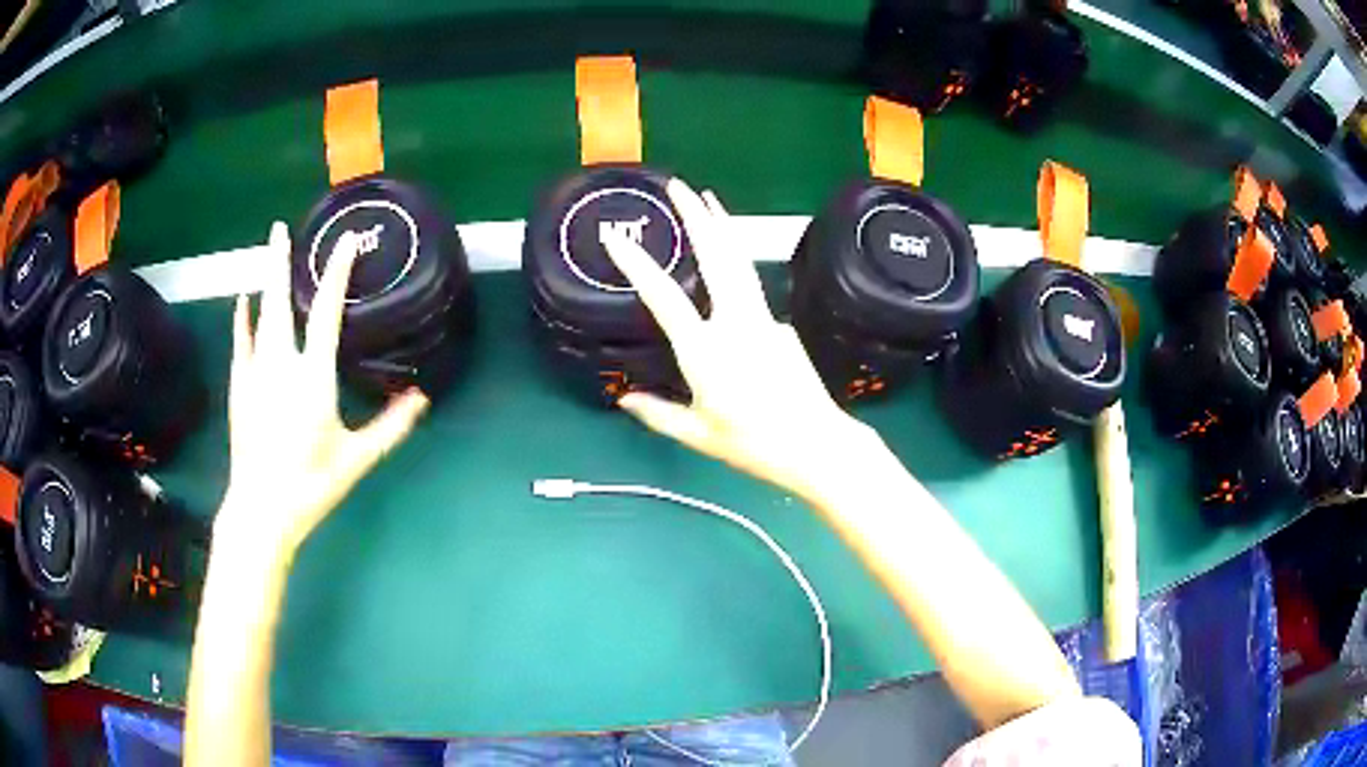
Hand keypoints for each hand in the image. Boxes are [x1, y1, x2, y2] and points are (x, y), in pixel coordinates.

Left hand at [216, 222, 429, 559]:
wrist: (261, 510)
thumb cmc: (311, 485)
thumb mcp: (356, 459)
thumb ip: (390, 427)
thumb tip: (422, 398)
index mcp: (313, 378)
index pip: (327, 313)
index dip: (337, 274)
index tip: (346, 242)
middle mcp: (281, 365)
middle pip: (280, 301)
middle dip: (280, 260)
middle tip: (281, 227)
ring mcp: (255, 373)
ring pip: (259, 315)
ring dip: (263, 280)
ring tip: (268, 251)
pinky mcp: (239, 386)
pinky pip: (240, 341)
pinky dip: (242, 318)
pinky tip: (242, 300)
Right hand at [602, 179, 874, 500]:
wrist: (817, 445)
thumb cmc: (753, 445)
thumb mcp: (697, 435)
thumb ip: (658, 414)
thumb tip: (625, 400)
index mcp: (705, 350)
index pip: (663, 296)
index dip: (635, 264)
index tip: (615, 237)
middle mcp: (736, 323)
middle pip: (716, 255)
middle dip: (696, 214)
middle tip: (679, 185)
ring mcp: (764, 319)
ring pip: (740, 262)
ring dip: (723, 227)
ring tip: (709, 199)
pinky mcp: (782, 326)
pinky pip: (752, 293)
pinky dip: (736, 270)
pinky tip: (727, 273)